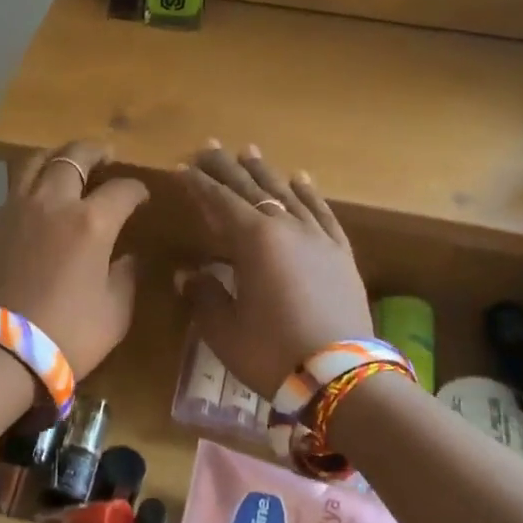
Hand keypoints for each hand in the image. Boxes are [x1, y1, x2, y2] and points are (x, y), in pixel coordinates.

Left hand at [0, 140, 147, 379]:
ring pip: (34, 162)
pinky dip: (30, 185)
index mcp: (91, 222)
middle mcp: (52, 203)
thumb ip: (125, 276)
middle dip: (94, 152)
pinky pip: (13, 191)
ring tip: (66, 163)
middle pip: (73, 157)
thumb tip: (126, 257)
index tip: (142, 196)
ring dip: (56, 157)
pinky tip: (36, 201)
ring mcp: (15, 210)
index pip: (122, 190)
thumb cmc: (69, 334)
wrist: (0, 351)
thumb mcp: (116, 311)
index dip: (136, 189)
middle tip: (106, 156)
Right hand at [174, 143, 373, 395]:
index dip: (198, 184)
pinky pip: (323, 213)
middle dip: (227, 168)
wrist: (341, 376)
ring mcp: (318, 238)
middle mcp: (287, 228)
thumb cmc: (271, 352)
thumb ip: (204, 294)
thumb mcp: (223, 329)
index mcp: (254, 240)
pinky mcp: (340, 254)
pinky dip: (309, 193)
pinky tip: (301, 179)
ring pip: (287, 194)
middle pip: (252, 189)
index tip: (182, 167)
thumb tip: (187, 275)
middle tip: (208, 147)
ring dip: (266, 173)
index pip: (220, 202)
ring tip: (249, 152)